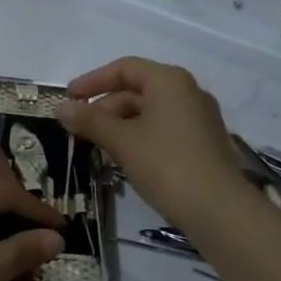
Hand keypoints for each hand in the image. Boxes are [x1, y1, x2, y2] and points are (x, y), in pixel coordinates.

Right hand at [56, 57, 249, 230]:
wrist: (220, 212)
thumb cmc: (166, 165)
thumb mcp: (122, 141)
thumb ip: (90, 121)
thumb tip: (60, 107)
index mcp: (169, 81)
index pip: (124, 68)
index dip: (93, 81)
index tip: (69, 98)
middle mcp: (188, 92)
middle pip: (138, 89)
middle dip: (105, 106)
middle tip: (80, 127)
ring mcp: (200, 118)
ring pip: (150, 111)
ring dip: (121, 124)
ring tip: (98, 145)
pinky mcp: (205, 143)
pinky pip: (164, 128)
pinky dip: (140, 136)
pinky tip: (125, 158)